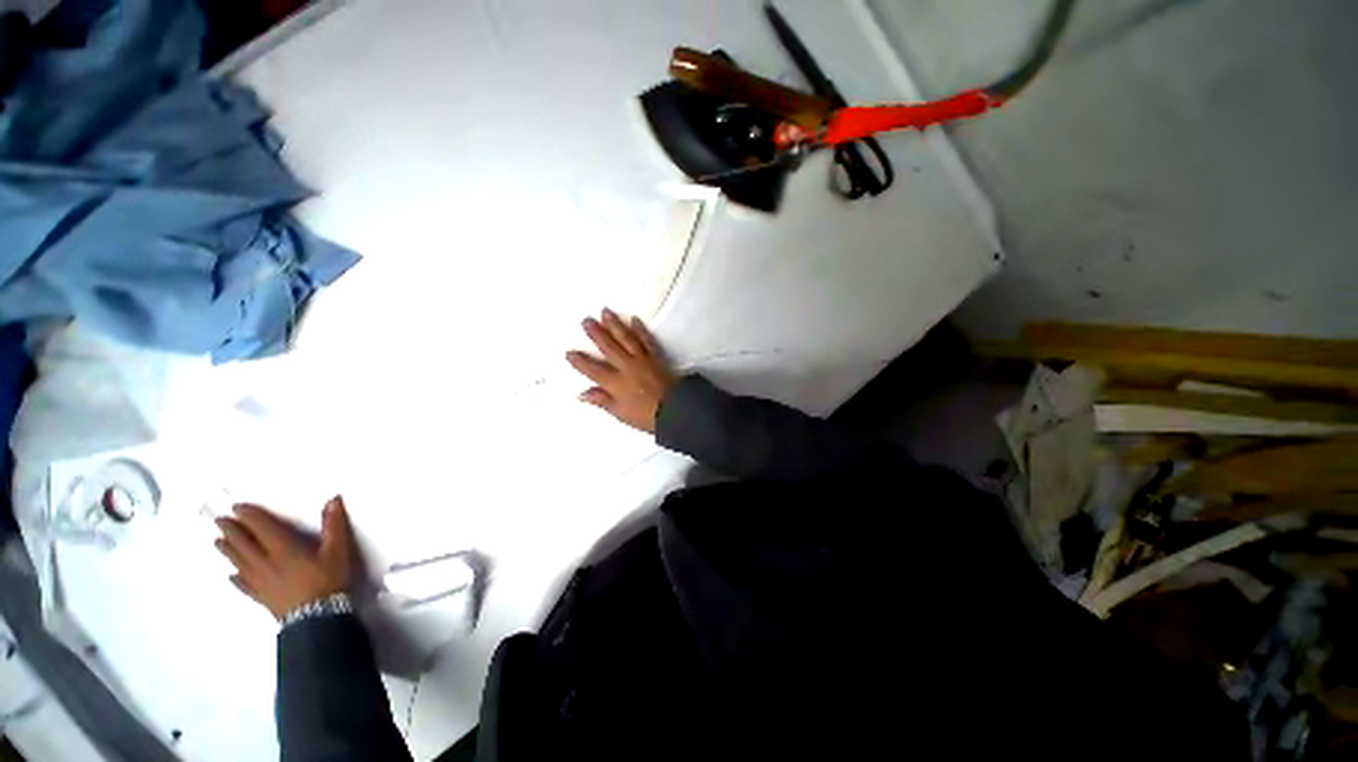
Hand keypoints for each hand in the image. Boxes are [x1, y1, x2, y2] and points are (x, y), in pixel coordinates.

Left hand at [214, 497, 355, 620]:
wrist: (317, 616)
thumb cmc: (328, 579)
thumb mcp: (338, 549)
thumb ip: (334, 525)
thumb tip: (333, 499)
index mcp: (283, 548)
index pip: (262, 528)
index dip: (250, 516)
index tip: (237, 506)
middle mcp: (265, 562)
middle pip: (244, 544)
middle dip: (232, 530)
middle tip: (220, 520)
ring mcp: (260, 581)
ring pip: (239, 562)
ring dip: (228, 550)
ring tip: (217, 541)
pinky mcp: (261, 596)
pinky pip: (243, 585)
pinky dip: (236, 578)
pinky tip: (231, 576)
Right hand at [566, 309, 675, 433]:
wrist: (675, 409)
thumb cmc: (646, 416)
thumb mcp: (621, 413)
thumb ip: (602, 401)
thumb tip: (582, 394)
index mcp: (616, 383)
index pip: (594, 370)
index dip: (580, 361)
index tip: (569, 352)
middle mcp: (626, 367)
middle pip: (609, 347)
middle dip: (596, 333)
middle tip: (586, 320)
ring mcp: (642, 359)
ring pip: (626, 339)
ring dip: (615, 325)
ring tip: (605, 312)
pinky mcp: (655, 356)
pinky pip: (646, 340)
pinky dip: (640, 329)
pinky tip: (634, 319)